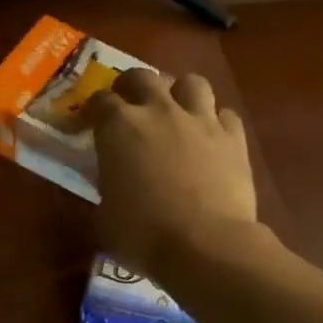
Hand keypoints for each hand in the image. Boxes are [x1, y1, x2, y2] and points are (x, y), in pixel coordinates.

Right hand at [88, 68, 258, 276]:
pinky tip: (211, 138)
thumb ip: (107, 189)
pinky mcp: (234, 137)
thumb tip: (114, 185)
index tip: (88, 124)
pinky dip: (216, 122)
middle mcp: (159, 111)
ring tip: (176, 111)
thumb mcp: (105, 217)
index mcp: (119, 127)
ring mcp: (200, 120)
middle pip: (142, 77)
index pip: (99, 101)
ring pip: (191, 82)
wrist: (205, 245)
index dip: (91, 111)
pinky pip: (225, 114)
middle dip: (131, 86)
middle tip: (128, 105)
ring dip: (180, 93)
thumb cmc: (143, 236)